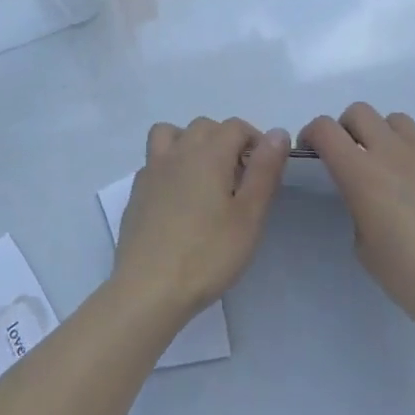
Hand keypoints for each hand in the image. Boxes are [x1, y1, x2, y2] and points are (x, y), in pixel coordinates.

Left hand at [113, 117, 289, 321]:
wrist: (148, 287)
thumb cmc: (207, 254)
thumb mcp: (249, 216)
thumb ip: (264, 171)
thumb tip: (277, 132)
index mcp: (208, 153)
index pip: (235, 126)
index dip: (255, 140)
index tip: (265, 170)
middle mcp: (178, 151)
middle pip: (204, 127)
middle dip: (226, 140)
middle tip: (240, 177)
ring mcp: (152, 169)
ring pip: (171, 134)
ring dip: (191, 142)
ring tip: (205, 175)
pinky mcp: (137, 191)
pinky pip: (155, 160)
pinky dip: (170, 165)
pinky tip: (179, 197)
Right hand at [302, 103, 414, 356]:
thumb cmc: (410, 277)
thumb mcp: (364, 248)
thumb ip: (358, 209)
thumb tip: (366, 198)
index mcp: (360, 172)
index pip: (325, 128)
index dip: (312, 134)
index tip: (313, 152)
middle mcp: (392, 151)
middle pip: (360, 112)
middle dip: (348, 128)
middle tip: (353, 156)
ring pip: (399, 120)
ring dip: (389, 136)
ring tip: (397, 165)